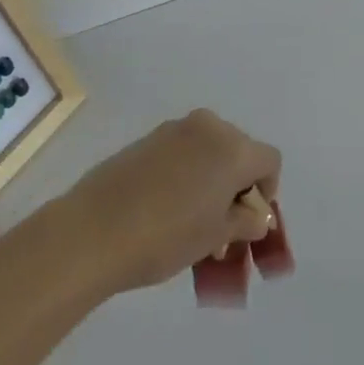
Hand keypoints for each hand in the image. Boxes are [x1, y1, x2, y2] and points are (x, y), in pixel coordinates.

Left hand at [61, 110, 281, 294]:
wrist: (94, 230)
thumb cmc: (166, 236)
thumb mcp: (214, 237)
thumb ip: (244, 222)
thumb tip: (256, 216)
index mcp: (233, 147)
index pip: (269, 160)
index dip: (267, 191)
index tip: (250, 222)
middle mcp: (208, 127)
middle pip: (239, 151)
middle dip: (238, 186)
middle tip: (224, 225)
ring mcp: (175, 129)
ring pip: (209, 151)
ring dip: (211, 180)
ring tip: (194, 222)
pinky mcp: (147, 138)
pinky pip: (182, 152)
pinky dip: (186, 174)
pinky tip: (167, 208)